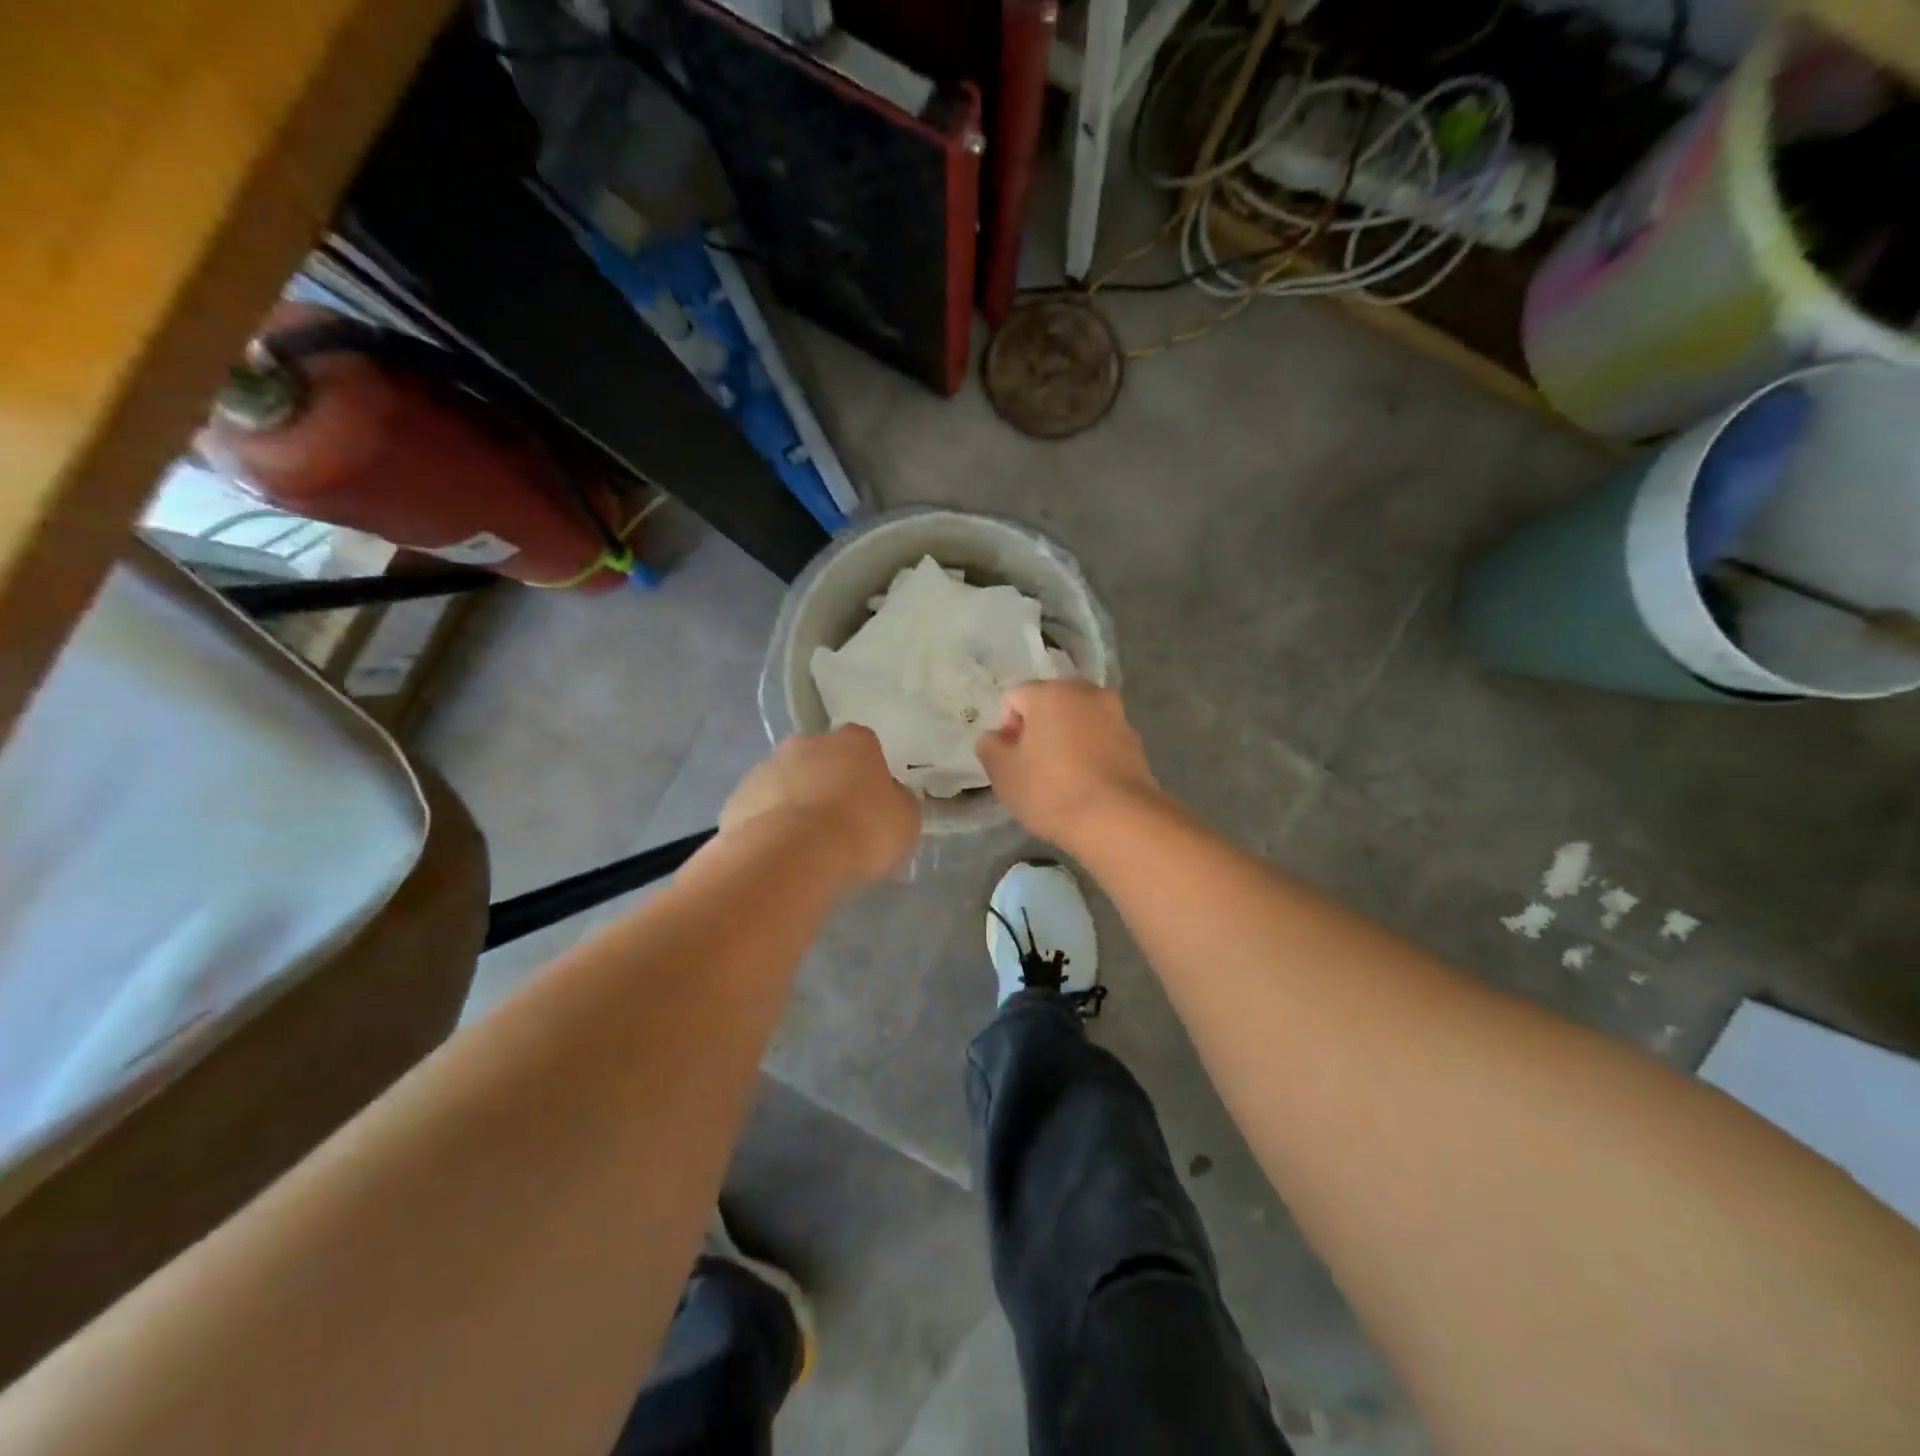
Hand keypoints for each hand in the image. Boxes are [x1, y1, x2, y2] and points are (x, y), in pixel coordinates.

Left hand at [720, 725, 920, 882]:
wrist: (792, 857)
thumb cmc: (861, 831)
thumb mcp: (904, 821)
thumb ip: (897, 803)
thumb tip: (888, 799)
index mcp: (854, 741)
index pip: (865, 747)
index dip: (868, 775)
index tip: (871, 804)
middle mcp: (807, 743)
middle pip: (821, 760)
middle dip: (827, 784)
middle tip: (838, 825)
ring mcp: (766, 767)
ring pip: (786, 783)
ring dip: (795, 805)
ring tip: (805, 848)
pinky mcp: (737, 798)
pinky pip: (760, 810)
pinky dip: (769, 826)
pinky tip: (779, 855)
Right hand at [976, 682, 1162, 848]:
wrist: (1118, 820)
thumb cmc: (1051, 791)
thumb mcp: (1003, 773)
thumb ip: (990, 746)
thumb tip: (997, 737)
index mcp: (1051, 692)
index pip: (1015, 698)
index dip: (1007, 728)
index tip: (1013, 760)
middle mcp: (1086, 692)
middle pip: (1050, 704)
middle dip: (1039, 729)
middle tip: (1034, 768)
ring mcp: (1116, 714)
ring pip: (1078, 720)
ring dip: (1066, 739)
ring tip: (1063, 778)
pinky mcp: (1135, 740)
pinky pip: (1101, 737)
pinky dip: (1090, 752)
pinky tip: (1087, 783)